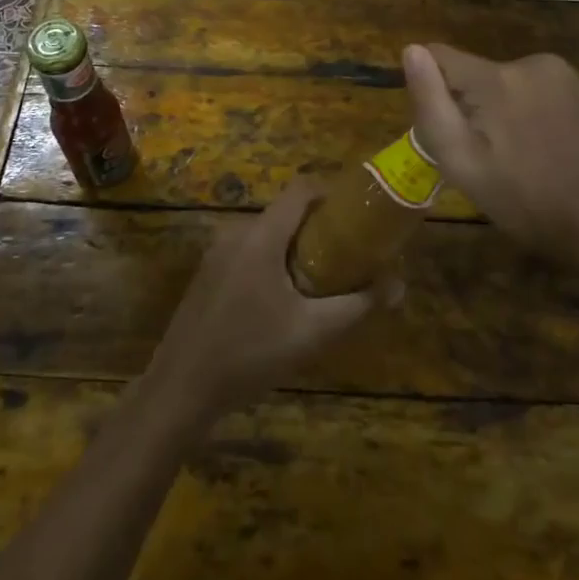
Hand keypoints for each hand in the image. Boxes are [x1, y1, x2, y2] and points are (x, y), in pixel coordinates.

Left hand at [143, 180, 386, 424]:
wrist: (179, 390)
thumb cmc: (249, 354)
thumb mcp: (312, 333)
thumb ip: (358, 306)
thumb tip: (398, 285)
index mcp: (260, 236)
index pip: (301, 189)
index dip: (333, 192)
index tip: (361, 212)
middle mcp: (236, 233)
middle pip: (286, 213)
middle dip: (321, 227)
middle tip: (352, 253)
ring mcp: (218, 253)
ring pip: (268, 235)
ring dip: (298, 247)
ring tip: (326, 278)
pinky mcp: (208, 274)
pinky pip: (250, 253)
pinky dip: (274, 261)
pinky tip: (288, 299)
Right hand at [403, 43, 578, 284]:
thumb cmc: (526, 203)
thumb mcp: (462, 163)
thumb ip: (431, 104)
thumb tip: (411, 50)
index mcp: (497, 79)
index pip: (438, 55)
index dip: (430, 91)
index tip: (444, 131)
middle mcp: (528, 61)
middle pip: (469, 72)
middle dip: (464, 106)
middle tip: (481, 157)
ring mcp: (557, 71)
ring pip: (496, 80)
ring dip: (492, 110)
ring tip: (510, 156)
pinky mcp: (574, 85)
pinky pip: (525, 86)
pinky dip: (518, 110)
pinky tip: (534, 146)